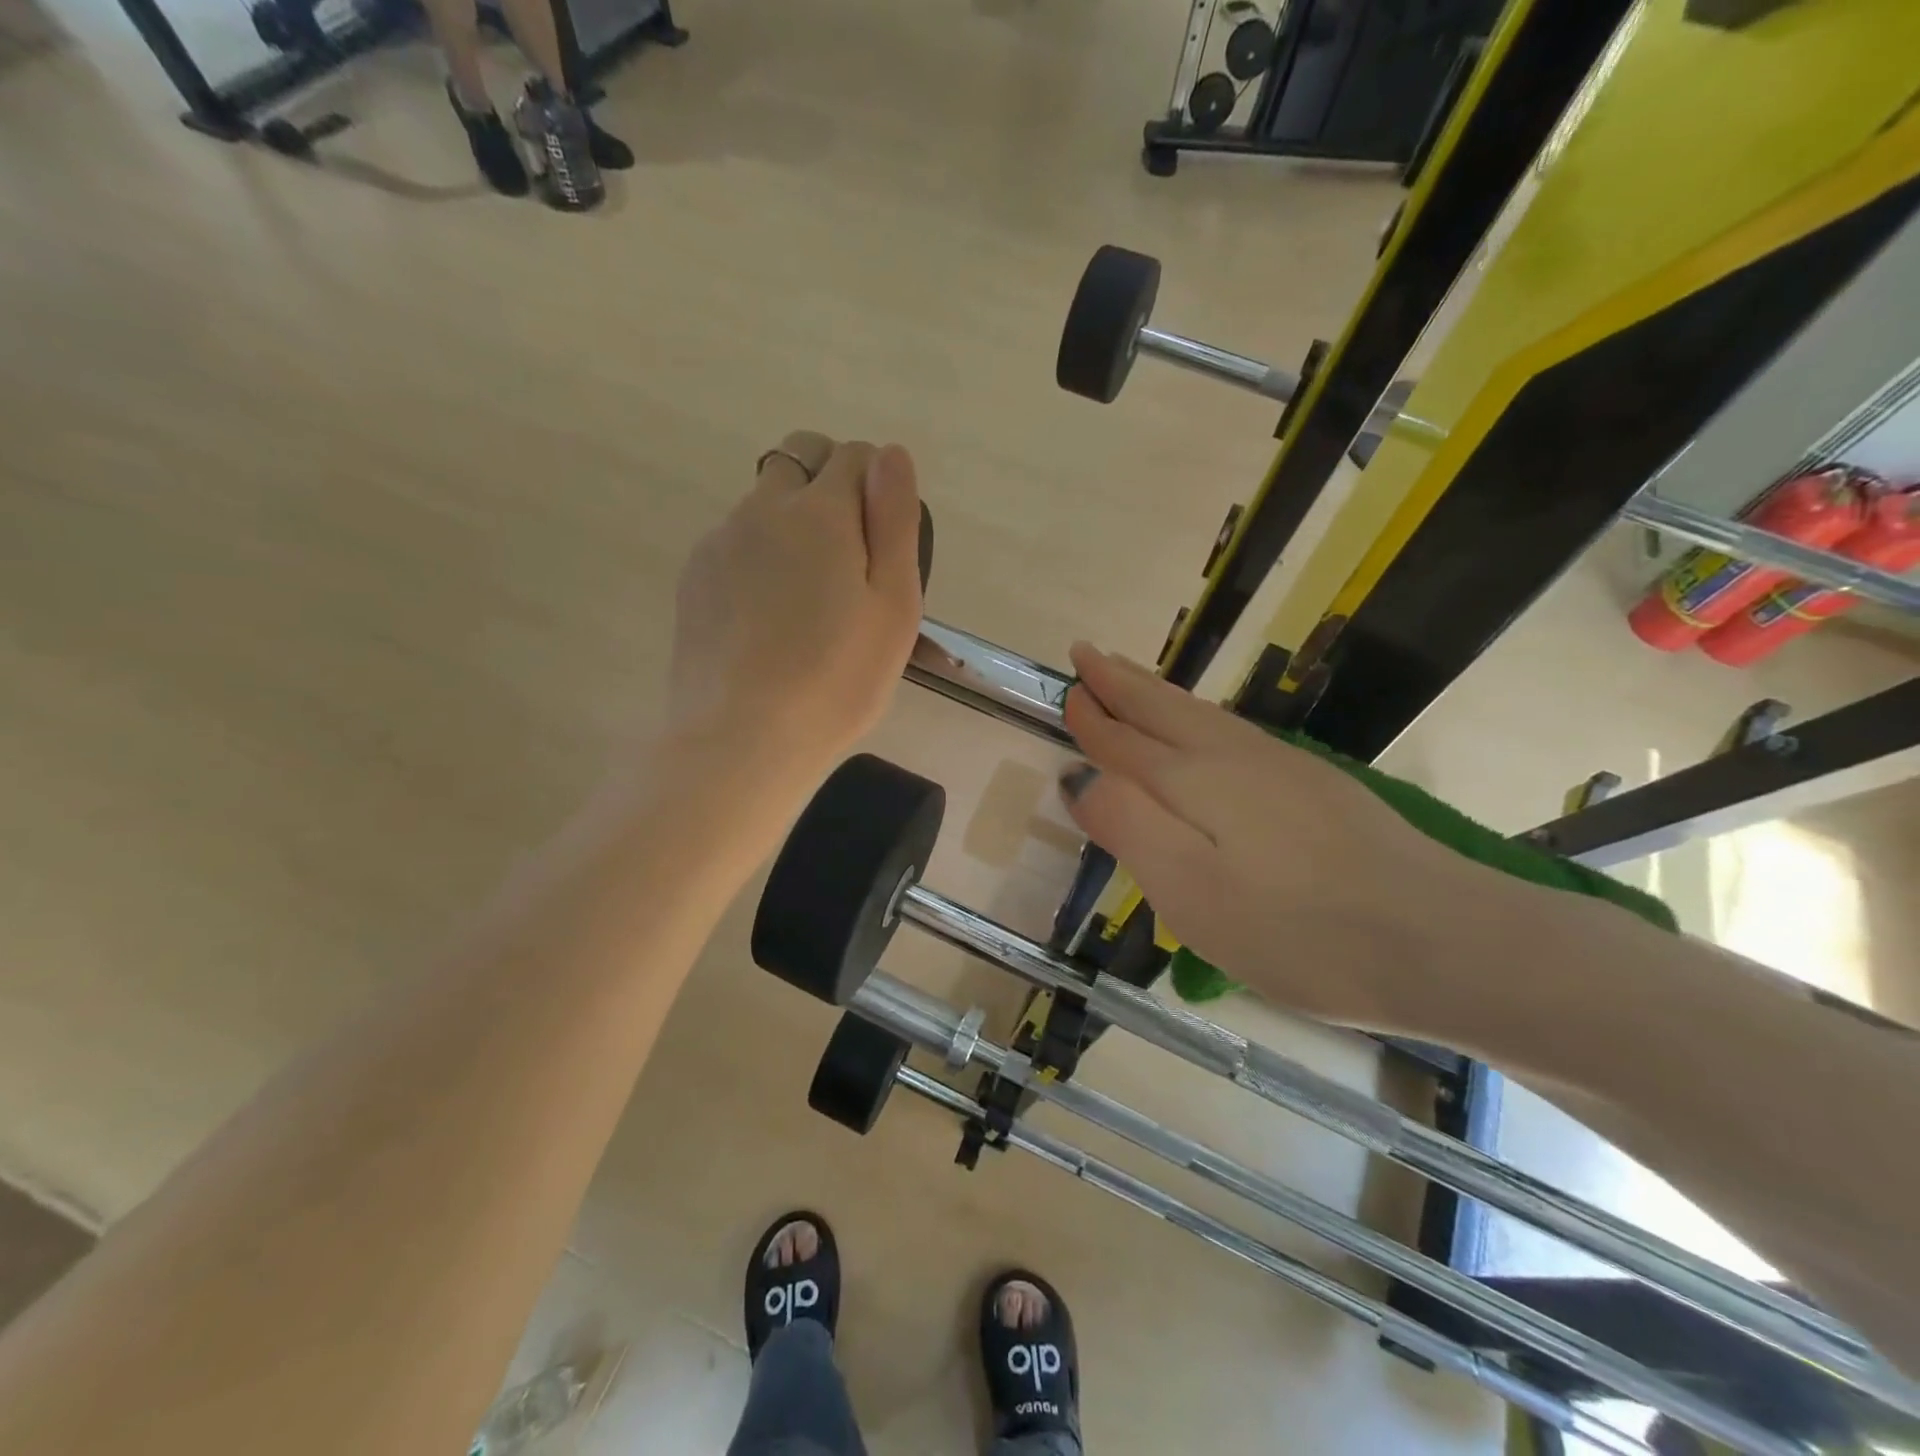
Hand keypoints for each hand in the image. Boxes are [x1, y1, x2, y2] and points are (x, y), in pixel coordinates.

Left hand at [668, 432, 923, 787]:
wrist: (742, 737)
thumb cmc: (837, 678)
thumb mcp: (894, 604)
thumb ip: (895, 520)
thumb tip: (888, 453)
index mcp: (818, 512)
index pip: (853, 455)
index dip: (876, 486)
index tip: (883, 543)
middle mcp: (761, 509)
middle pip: (799, 458)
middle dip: (829, 484)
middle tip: (848, 560)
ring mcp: (719, 542)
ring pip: (763, 503)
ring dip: (791, 524)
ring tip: (805, 602)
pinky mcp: (693, 578)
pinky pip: (734, 543)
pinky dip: (757, 558)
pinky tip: (766, 619)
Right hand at [1057, 643, 1496, 1028]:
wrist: (1439, 938)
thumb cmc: (1295, 929)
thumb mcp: (1190, 891)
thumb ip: (1128, 826)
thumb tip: (1081, 778)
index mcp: (1192, 781)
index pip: (1124, 741)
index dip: (1092, 718)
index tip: (1067, 690)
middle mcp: (1231, 758)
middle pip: (1162, 710)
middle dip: (1120, 683)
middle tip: (1088, 654)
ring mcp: (1279, 766)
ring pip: (1200, 715)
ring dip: (1157, 692)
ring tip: (1130, 675)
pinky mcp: (1314, 784)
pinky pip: (1233, 731)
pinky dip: (1199, 714)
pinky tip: (1203, 724)